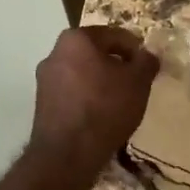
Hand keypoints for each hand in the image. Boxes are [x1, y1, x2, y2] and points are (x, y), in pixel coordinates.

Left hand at [28, 25, 159, 179]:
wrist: (68, 154)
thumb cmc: (106, 108)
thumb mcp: (138, 82)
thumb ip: (146, 62)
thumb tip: (147, 55)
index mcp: (76, 39)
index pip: (114, 34)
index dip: (136, 49)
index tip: (148, 67)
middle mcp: (54, 53)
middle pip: (95, 53)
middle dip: (116, 65)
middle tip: (136, 83)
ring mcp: (44, 80)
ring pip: (82, 73)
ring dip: (101, 82)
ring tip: (120, 102)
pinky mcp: (42, 104)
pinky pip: (72, 93)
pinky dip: (87, 98)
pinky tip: (101, 116)